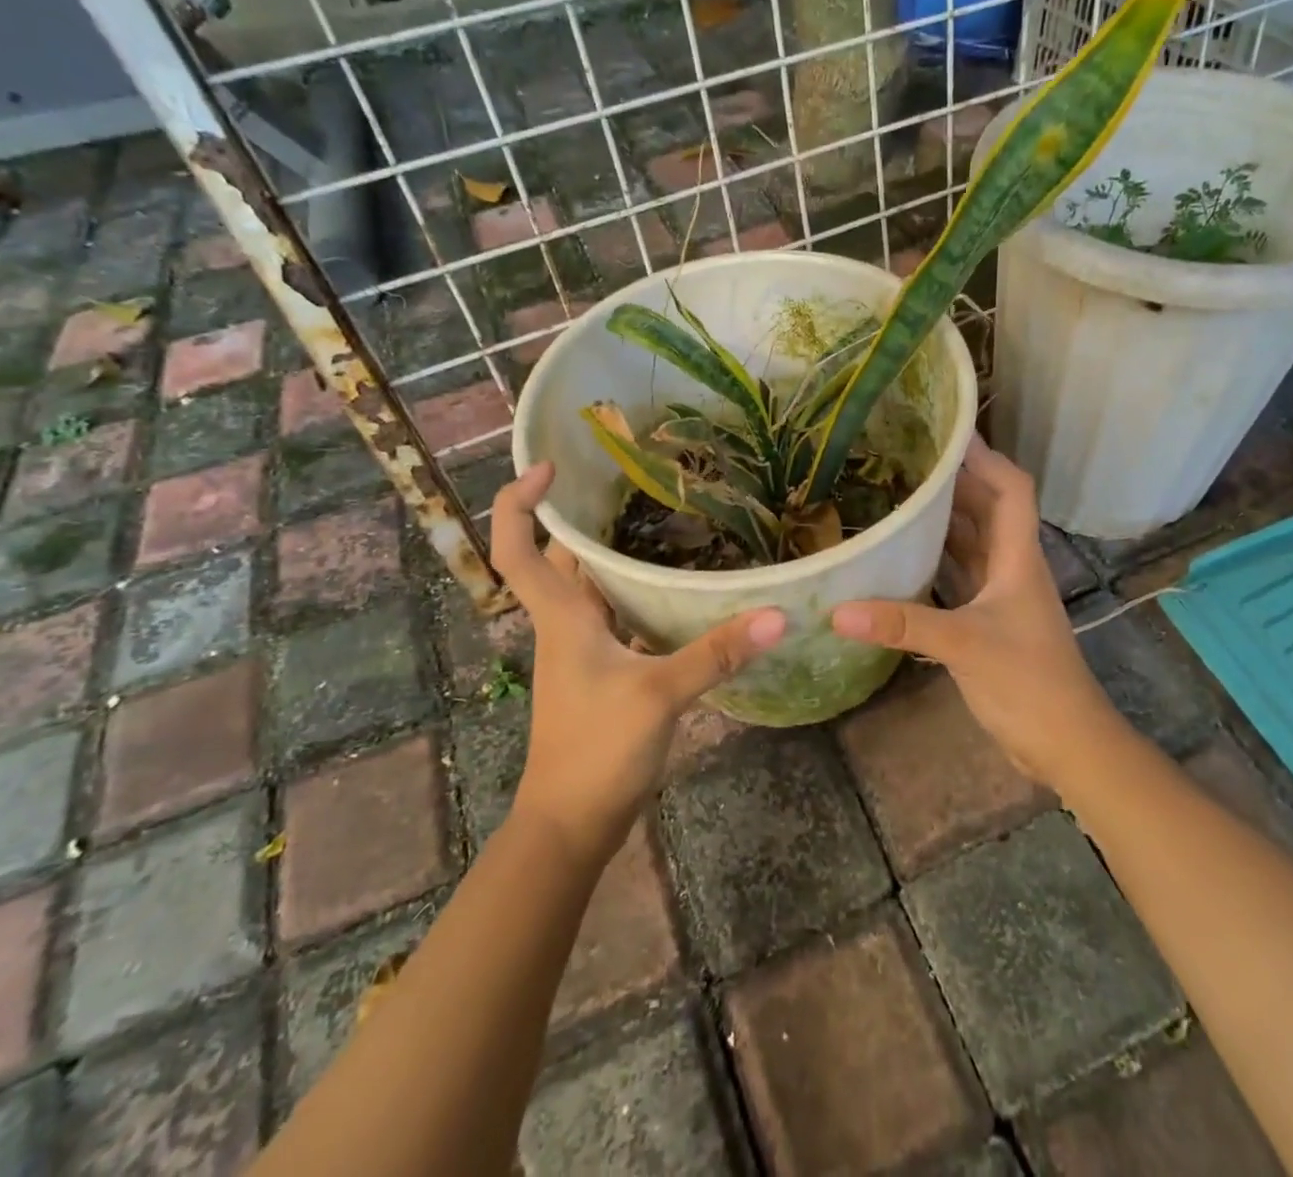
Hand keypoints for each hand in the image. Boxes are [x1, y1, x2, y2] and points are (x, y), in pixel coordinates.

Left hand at [489, 463, 785, 863]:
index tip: (551, 466)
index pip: (517, 548)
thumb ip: (715, 653)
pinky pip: (615, 615)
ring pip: (589, 586)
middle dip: (581, 514)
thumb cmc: (596, 751)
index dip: (518, 502)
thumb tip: (775, 615)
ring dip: (611, 552)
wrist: (571, 825)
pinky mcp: (603, 672)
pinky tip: (675, 586)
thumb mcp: (659, 696)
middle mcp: (566, 624)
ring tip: (661, 517)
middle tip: (629, 480)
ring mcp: (582, 650)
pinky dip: (636, 592)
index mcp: (562, 616)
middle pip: (558, 557)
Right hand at [830, 437, 1113, 785]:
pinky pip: (961, 576)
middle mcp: (1011, 567)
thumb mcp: (963, 646)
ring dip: (943, 520)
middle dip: (954, 480)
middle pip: (987, 508)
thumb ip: (903, 624)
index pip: (1011, 488)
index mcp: (1017, 557)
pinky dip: (937, 560)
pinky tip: (904, 557)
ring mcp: (1002, 596)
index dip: (984, 456)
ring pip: (973, 542)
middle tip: (905, 459)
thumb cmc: (1028, 683)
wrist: (1067, 743)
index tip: (946, 431)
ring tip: (898, 496)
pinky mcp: (990, 622)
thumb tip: (838, 610)